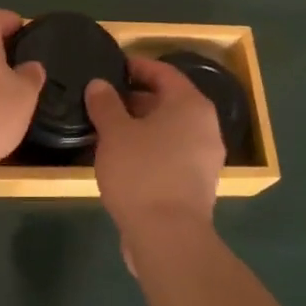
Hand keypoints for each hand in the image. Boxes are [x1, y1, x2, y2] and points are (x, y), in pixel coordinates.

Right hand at [87, 55, 224, 250]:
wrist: (168, 238)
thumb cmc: (142, 173)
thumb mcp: (114, 132)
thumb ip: (105, 103)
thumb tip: (99, 85)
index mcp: (190, 105)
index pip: (164, 72)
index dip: (137, 66)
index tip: (112, 67)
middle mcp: (205, 126)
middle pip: (168, 101)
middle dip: (136, 98)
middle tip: (104, 100)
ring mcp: (205, 158)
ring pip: (169, 129)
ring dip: (141, 125)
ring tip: (108, 129)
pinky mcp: (198, 185)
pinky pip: (172, 153)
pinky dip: (150, 148)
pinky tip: (123, 158)